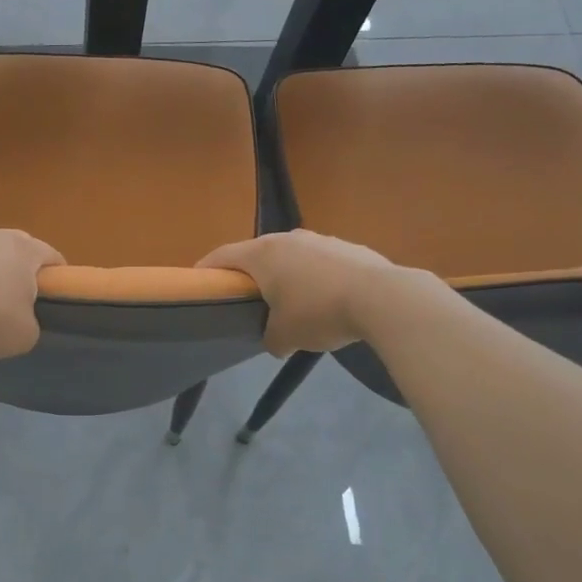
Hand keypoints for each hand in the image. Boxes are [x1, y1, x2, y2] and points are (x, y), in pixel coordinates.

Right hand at [199, 230, 442, 355]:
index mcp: (262, 254)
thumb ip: (270, 339)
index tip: (199, 284)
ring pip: (292, 257)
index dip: (206, 270)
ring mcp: (321, 239)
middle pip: (257, 254)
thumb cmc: (319, 312)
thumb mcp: (285, 336)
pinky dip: (315, 279)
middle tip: (248, 299)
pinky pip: (321, 263)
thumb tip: (275, 342)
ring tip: (292, 303)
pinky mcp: (349, 247)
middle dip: (250, 276)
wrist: (382, 298)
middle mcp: (288, 238)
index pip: (222, 256)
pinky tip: (327, 301)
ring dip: (286, 276)